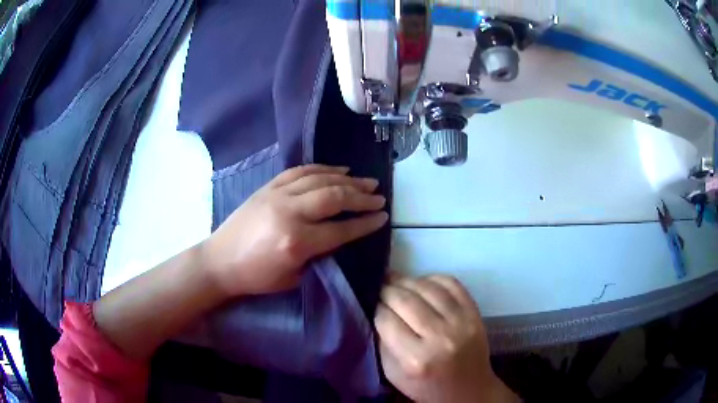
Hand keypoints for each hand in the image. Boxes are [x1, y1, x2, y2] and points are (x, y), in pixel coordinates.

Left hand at [201, 164, 387, 296]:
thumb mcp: (294, 277)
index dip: (365, 223)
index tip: (383, 217)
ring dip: (347, 179)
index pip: (341, 229)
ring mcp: (277, 195)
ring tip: (366, 181)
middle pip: (334, 197)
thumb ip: (320, 255)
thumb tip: (341, 234)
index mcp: (297, 242)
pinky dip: (322, 169)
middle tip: (379, 197)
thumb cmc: (257, 277)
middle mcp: (289, 213)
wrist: (220, 261)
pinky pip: (300, 171)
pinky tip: (338, 170)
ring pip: (319, 179)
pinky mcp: (268, 187)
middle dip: (361, 196)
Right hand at [375, 275, 517, 402]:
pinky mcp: (474, 313)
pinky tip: (422, 283)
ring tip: (397, 281)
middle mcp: (439, 337)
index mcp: (416, 359)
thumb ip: (384, 342)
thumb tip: (377, 309)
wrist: (469, 389)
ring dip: (407, 280)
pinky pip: (451, 283)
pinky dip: (432, 278)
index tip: (371, 303)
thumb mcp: (393, 373)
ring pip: (427, 287)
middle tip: (380, 287)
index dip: (375, 307)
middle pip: (405, 299)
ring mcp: (461, 322)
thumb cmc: (426, 386)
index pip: (386, 319)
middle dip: (387, 290)